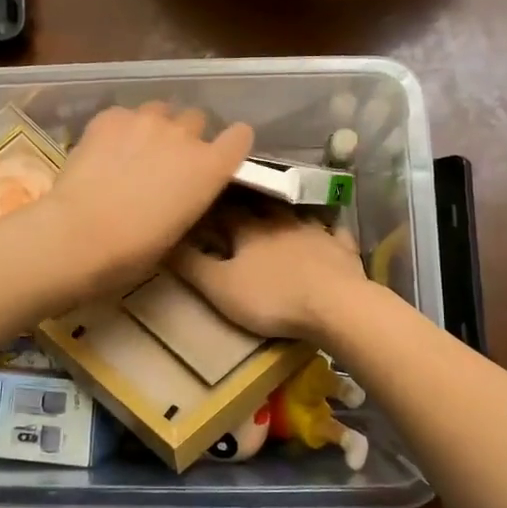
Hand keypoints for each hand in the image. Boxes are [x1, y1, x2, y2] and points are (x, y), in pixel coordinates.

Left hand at [29, 104, 253, 300]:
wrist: (80, 234)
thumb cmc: (134, 249)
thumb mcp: (179, 228)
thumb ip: (189, 196)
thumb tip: (180, 188)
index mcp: (210, 167)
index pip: (239, 137)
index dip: (231, 143)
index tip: (220, 153)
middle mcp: (184, 135)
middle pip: (196, 119)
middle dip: (186, 136)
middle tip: (166, 160)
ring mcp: (146, 120)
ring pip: (160, 111)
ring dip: (154, 127)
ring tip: (134, 150)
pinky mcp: (111, 116)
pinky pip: (124, 115)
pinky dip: (119, 129)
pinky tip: (104, 151)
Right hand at [170, 205, 366, 339]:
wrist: (335, 306)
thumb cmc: (272, 298)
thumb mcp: (220, 287)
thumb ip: (191, 264)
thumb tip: (165, 239)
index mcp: (249, 228)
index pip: (223, 209)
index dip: (210, 205)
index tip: (201, 201)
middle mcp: (281, 220)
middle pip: (259, 205)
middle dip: (246, 202)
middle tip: (236, 201)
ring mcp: (315, 231)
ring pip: (295, 214)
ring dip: (283, 212)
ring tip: (275, 214)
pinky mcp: (341, 248)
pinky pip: (333, 233)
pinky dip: (327, 231)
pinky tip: (327, 231)